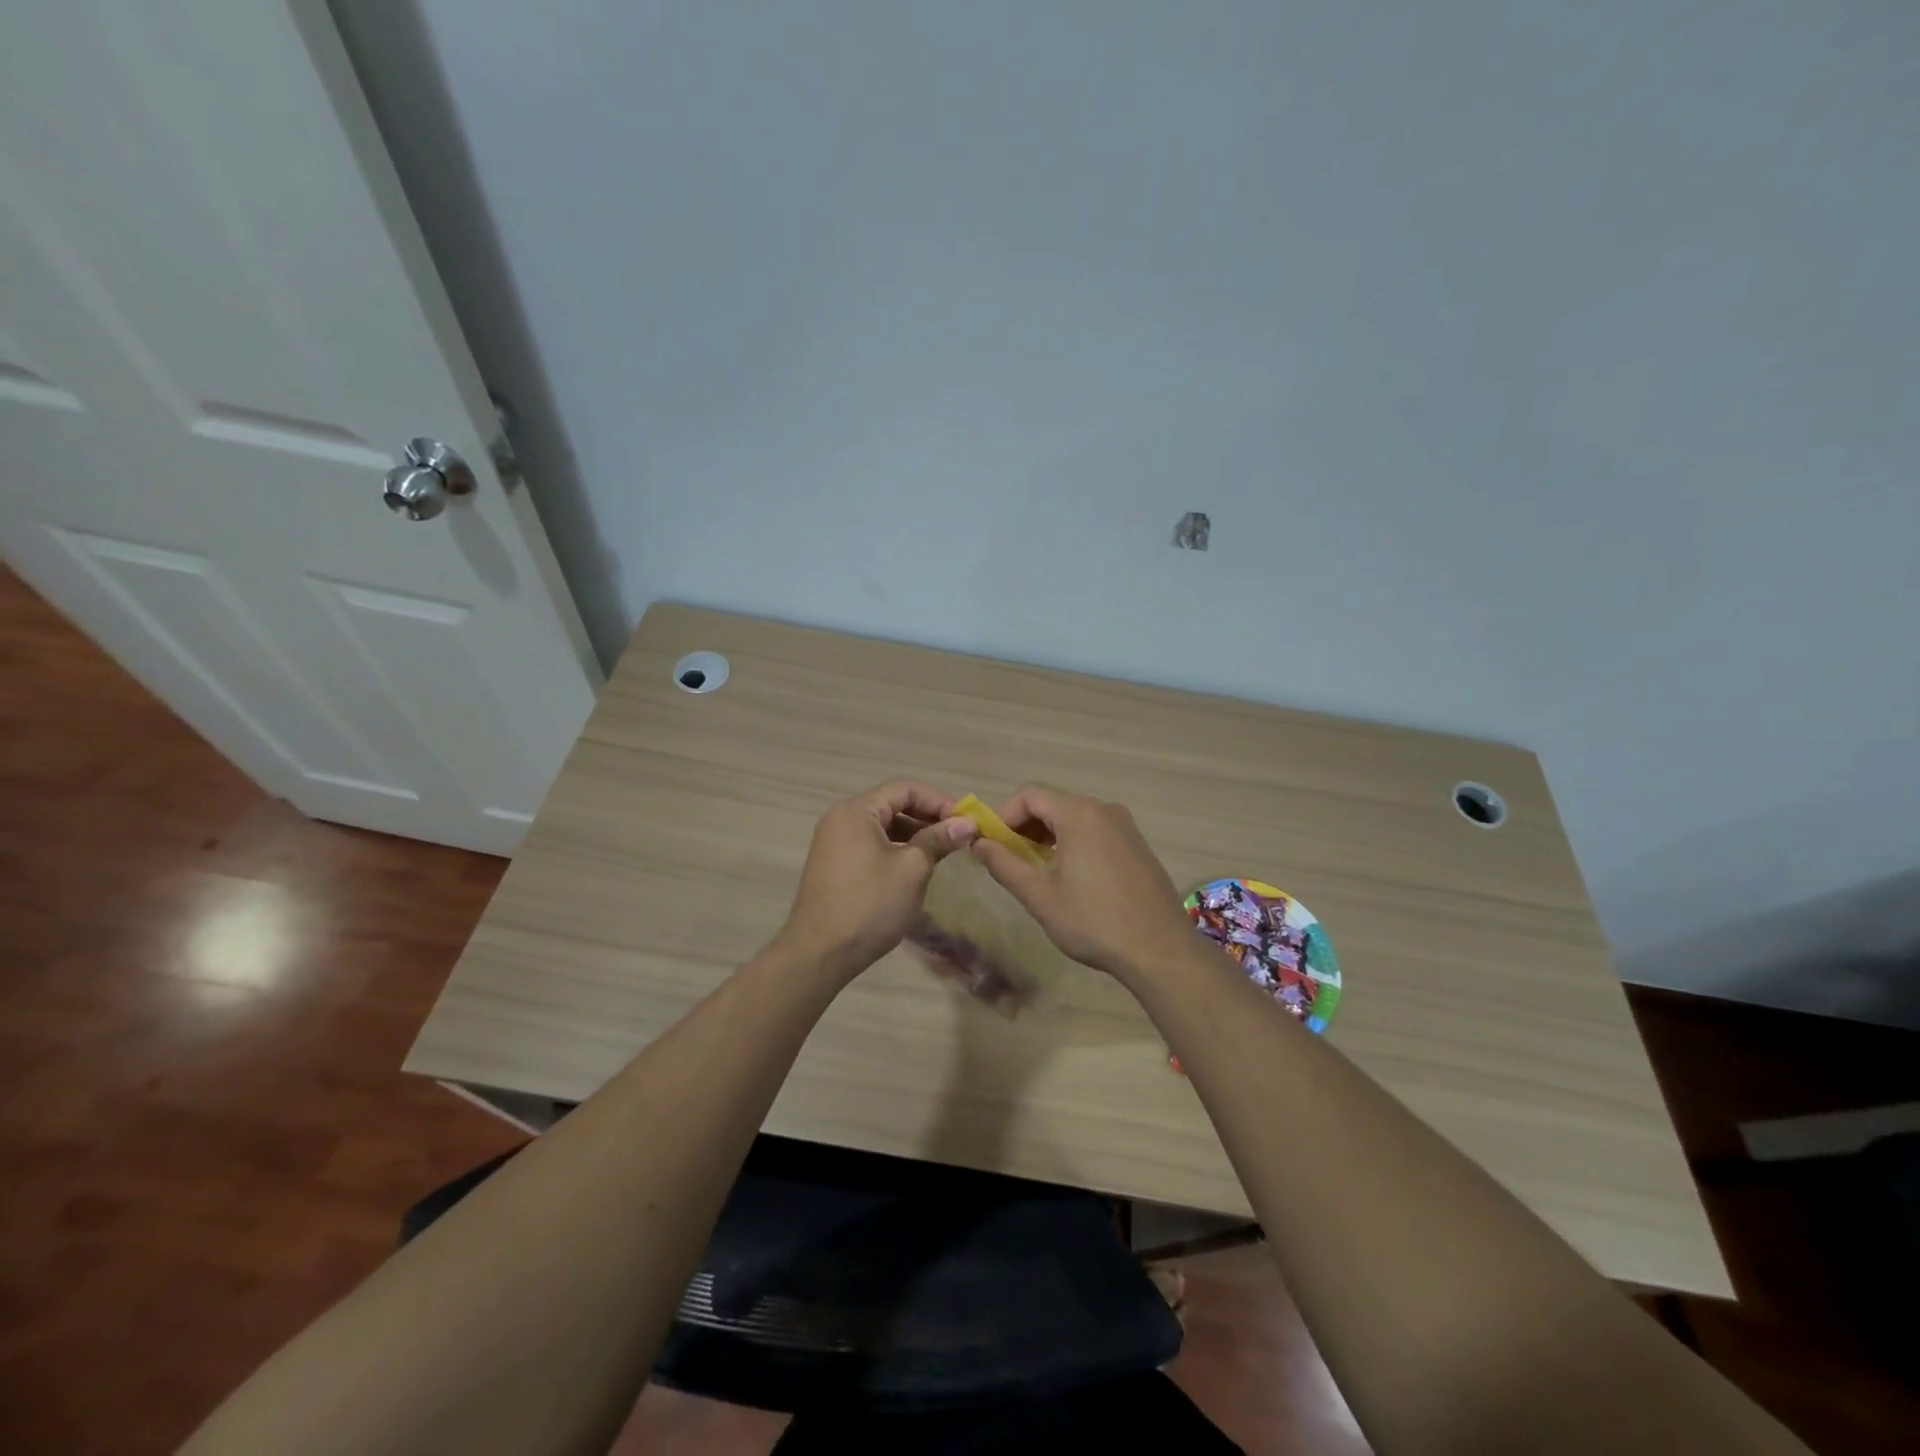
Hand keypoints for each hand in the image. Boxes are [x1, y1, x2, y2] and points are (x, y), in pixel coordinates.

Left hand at [777, 780, 978, 978]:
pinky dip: (897, 848)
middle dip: (928, 817)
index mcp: (856, 810)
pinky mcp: (835, 864)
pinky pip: (872, 844)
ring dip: (915, 834)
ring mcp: (835, 841)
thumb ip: (938, 840)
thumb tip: (967, 823)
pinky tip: (917, 866)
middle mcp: (841, 818)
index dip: (939, 800)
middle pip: (893, 804)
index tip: (966, 820)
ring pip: (883, 826)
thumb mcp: (911, 869)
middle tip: (959, 835)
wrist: (819, 954)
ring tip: (944, 851)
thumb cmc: (869, 905)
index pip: (905, 789)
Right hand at [969, 783, 1193, 982]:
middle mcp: (1104, 809)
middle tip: (1011, 861)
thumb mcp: (1040, 895)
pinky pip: (1095, 831)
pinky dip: (1073, 843)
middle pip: (1052, 803)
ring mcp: (1125, 826)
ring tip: (1038, 872)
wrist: (1160, 950)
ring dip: (1048, 837)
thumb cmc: (1094, 921)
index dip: (1004, 816)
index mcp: (1079, 814)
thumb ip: (1004, 864)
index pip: (1029, 794)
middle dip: (1025, 827)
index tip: (993, 846)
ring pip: (1074, 818)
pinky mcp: (1137, 845)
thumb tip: (978, 843)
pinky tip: (1071, 878)